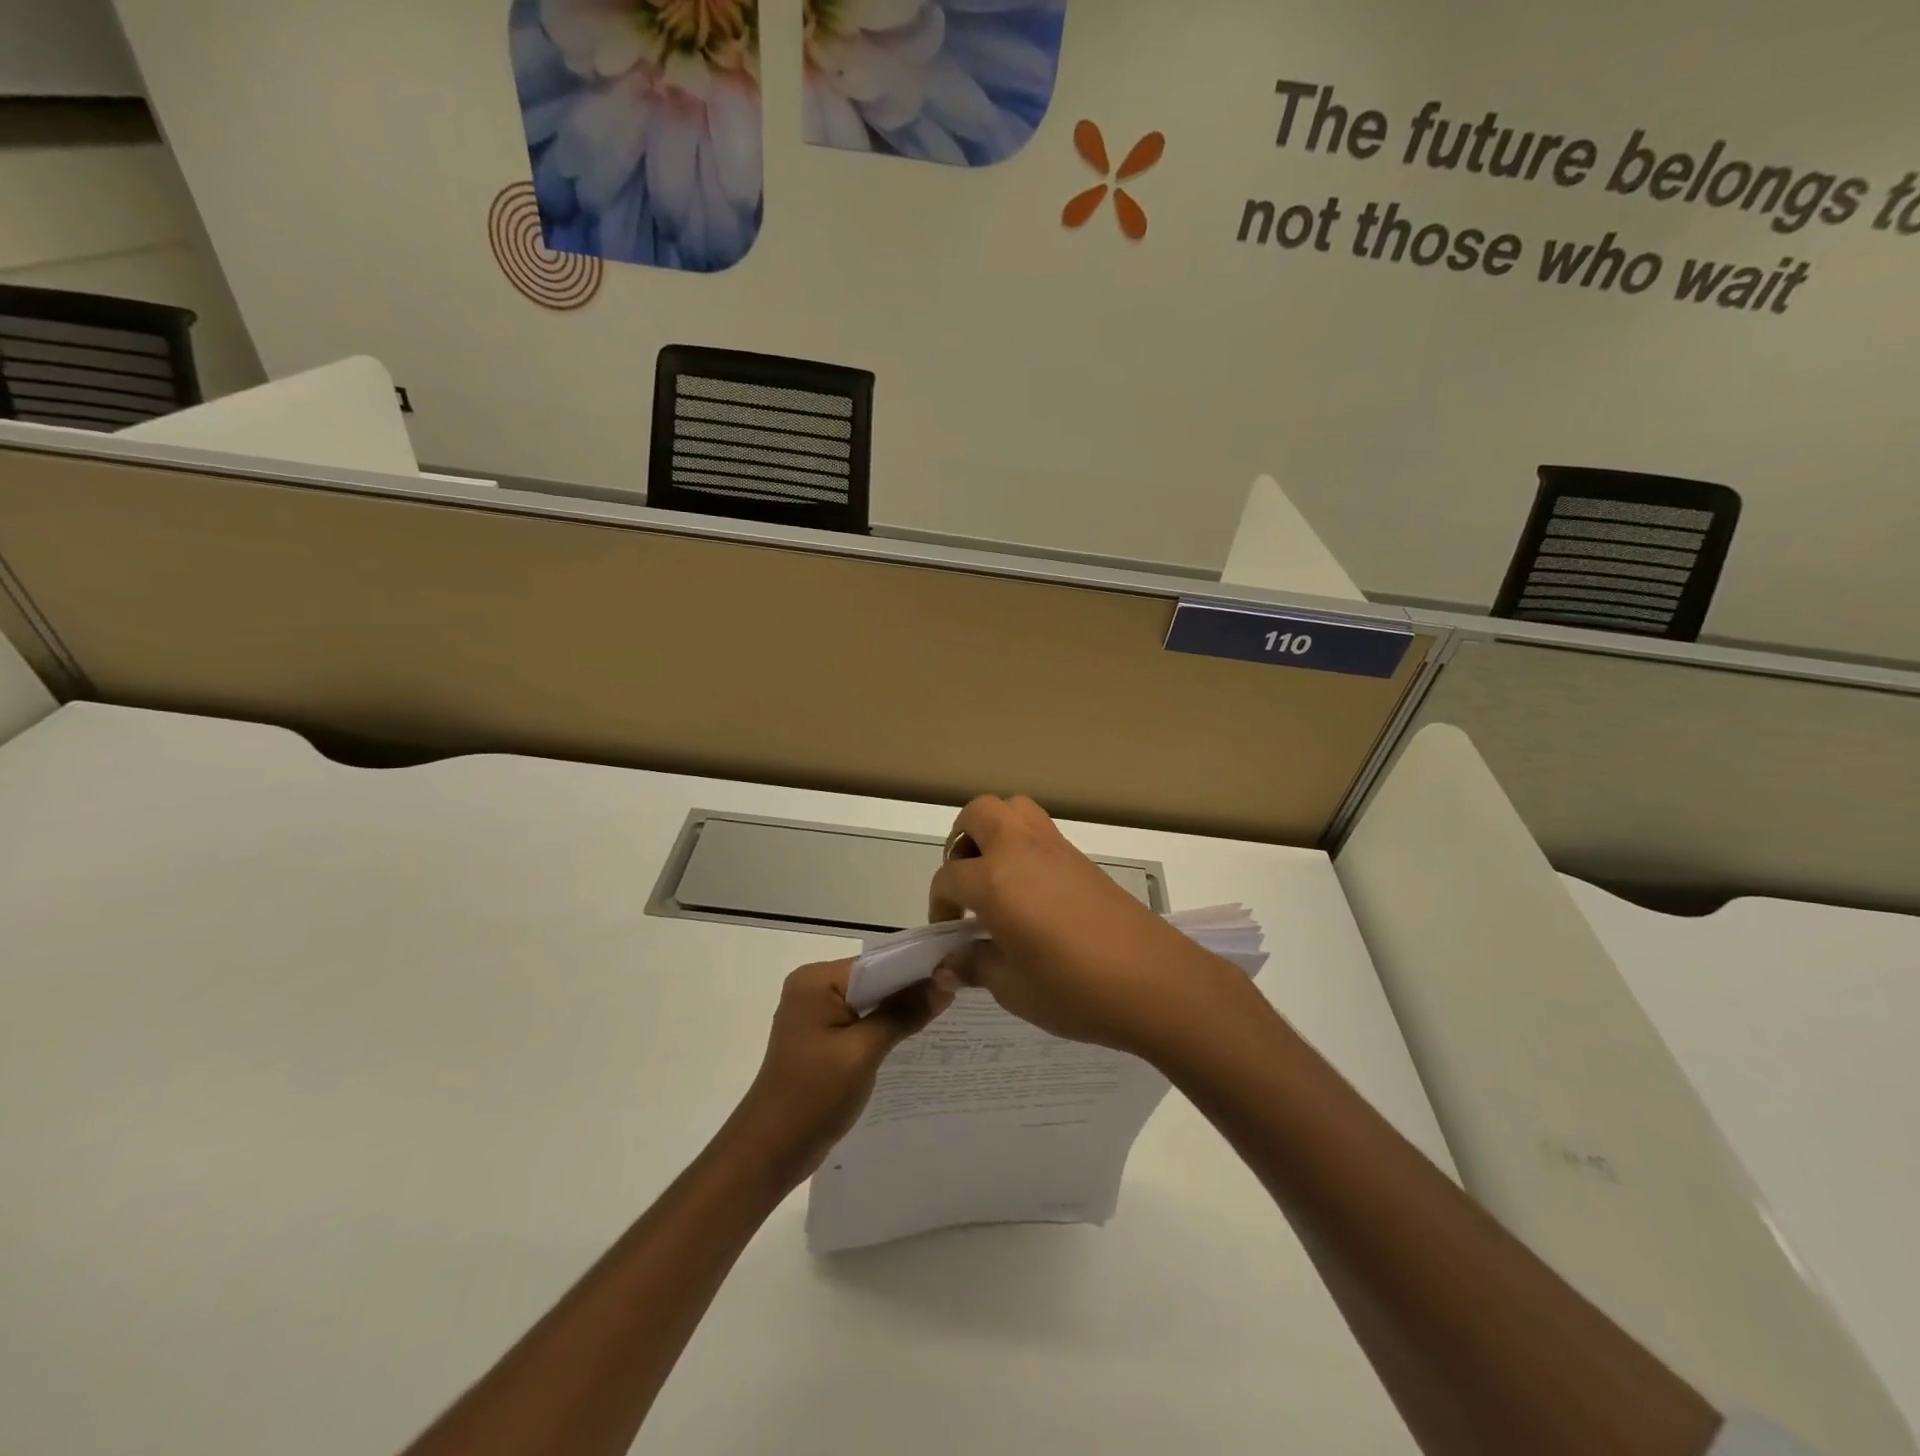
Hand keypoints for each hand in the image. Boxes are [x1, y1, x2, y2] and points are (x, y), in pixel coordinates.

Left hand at [725, 960, 953, 1186]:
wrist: (769, 1152)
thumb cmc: (813, 1096)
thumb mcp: (863, 1052)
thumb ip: (903, 1014)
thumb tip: (946, 983)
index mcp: (816, 981)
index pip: (876, 963)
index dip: (916, 969)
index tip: (957, 974)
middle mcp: (813, 988)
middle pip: (874, 979)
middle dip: (911, 989)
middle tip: (958, 994)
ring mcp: (815, 1013)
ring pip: (869, 1001)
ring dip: (900, 1009)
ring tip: (946, 1012)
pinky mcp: (821, 1037)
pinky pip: (860, 1020)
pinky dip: (884, 1026)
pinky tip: (915, 1035)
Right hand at [929, 796, 1258, 1059]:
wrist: (1155, 981)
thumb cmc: (1074, 989)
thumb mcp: (1013, 988)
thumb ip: (976, 965)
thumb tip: (953, 961)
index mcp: (995, 880)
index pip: (948, 877)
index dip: (939, 905)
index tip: (949, 934)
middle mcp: (1020, 849)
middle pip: (978, 814)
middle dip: (960, 842)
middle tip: (966, 884)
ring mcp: (1055, 847)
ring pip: (1013, 809)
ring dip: (993, 832)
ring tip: (995, 878)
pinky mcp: (1081, 857)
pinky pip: (1040, 829)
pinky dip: (1022, 845)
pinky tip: (1031, 891)